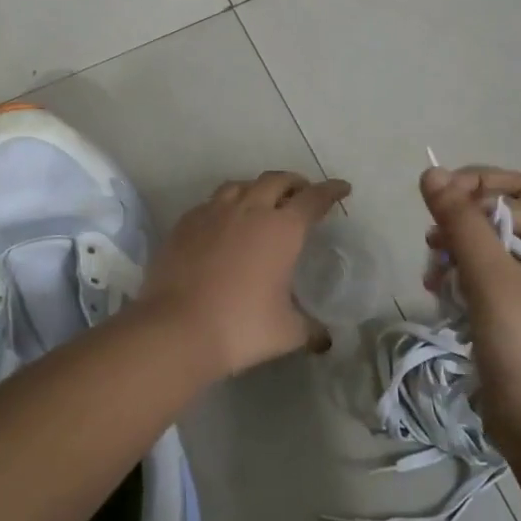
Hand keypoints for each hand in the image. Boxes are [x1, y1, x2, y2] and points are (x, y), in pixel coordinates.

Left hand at [142, 172, 351, 376]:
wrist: (177, 328)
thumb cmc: (242, 327)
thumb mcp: (288, 332)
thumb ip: (310, 329)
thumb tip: (325, 339)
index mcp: (282, 229)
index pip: (313, 198)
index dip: (331, 191)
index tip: (342, 188)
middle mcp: (249, 210)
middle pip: (276, 180)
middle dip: (295, 182)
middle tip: (303, 193)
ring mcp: (213, 213)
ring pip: (240, 185)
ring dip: (258, 187)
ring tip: (262, 201)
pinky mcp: (184, 224)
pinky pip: (210, 202)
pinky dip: (226, 204)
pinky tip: (224, 221)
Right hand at [420, 165, 520, 459]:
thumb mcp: (491, 278)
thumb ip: (462, 223)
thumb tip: (431, 172)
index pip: (510, 192)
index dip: (471, 191)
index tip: (433, 211)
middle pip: (499, 213)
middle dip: (463, 217)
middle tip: (434, 235)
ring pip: (482, 245)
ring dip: (454, 249)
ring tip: (433, 273)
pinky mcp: (505, 312)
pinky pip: (476, 276)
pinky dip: (455, 277)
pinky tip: (438, 293)